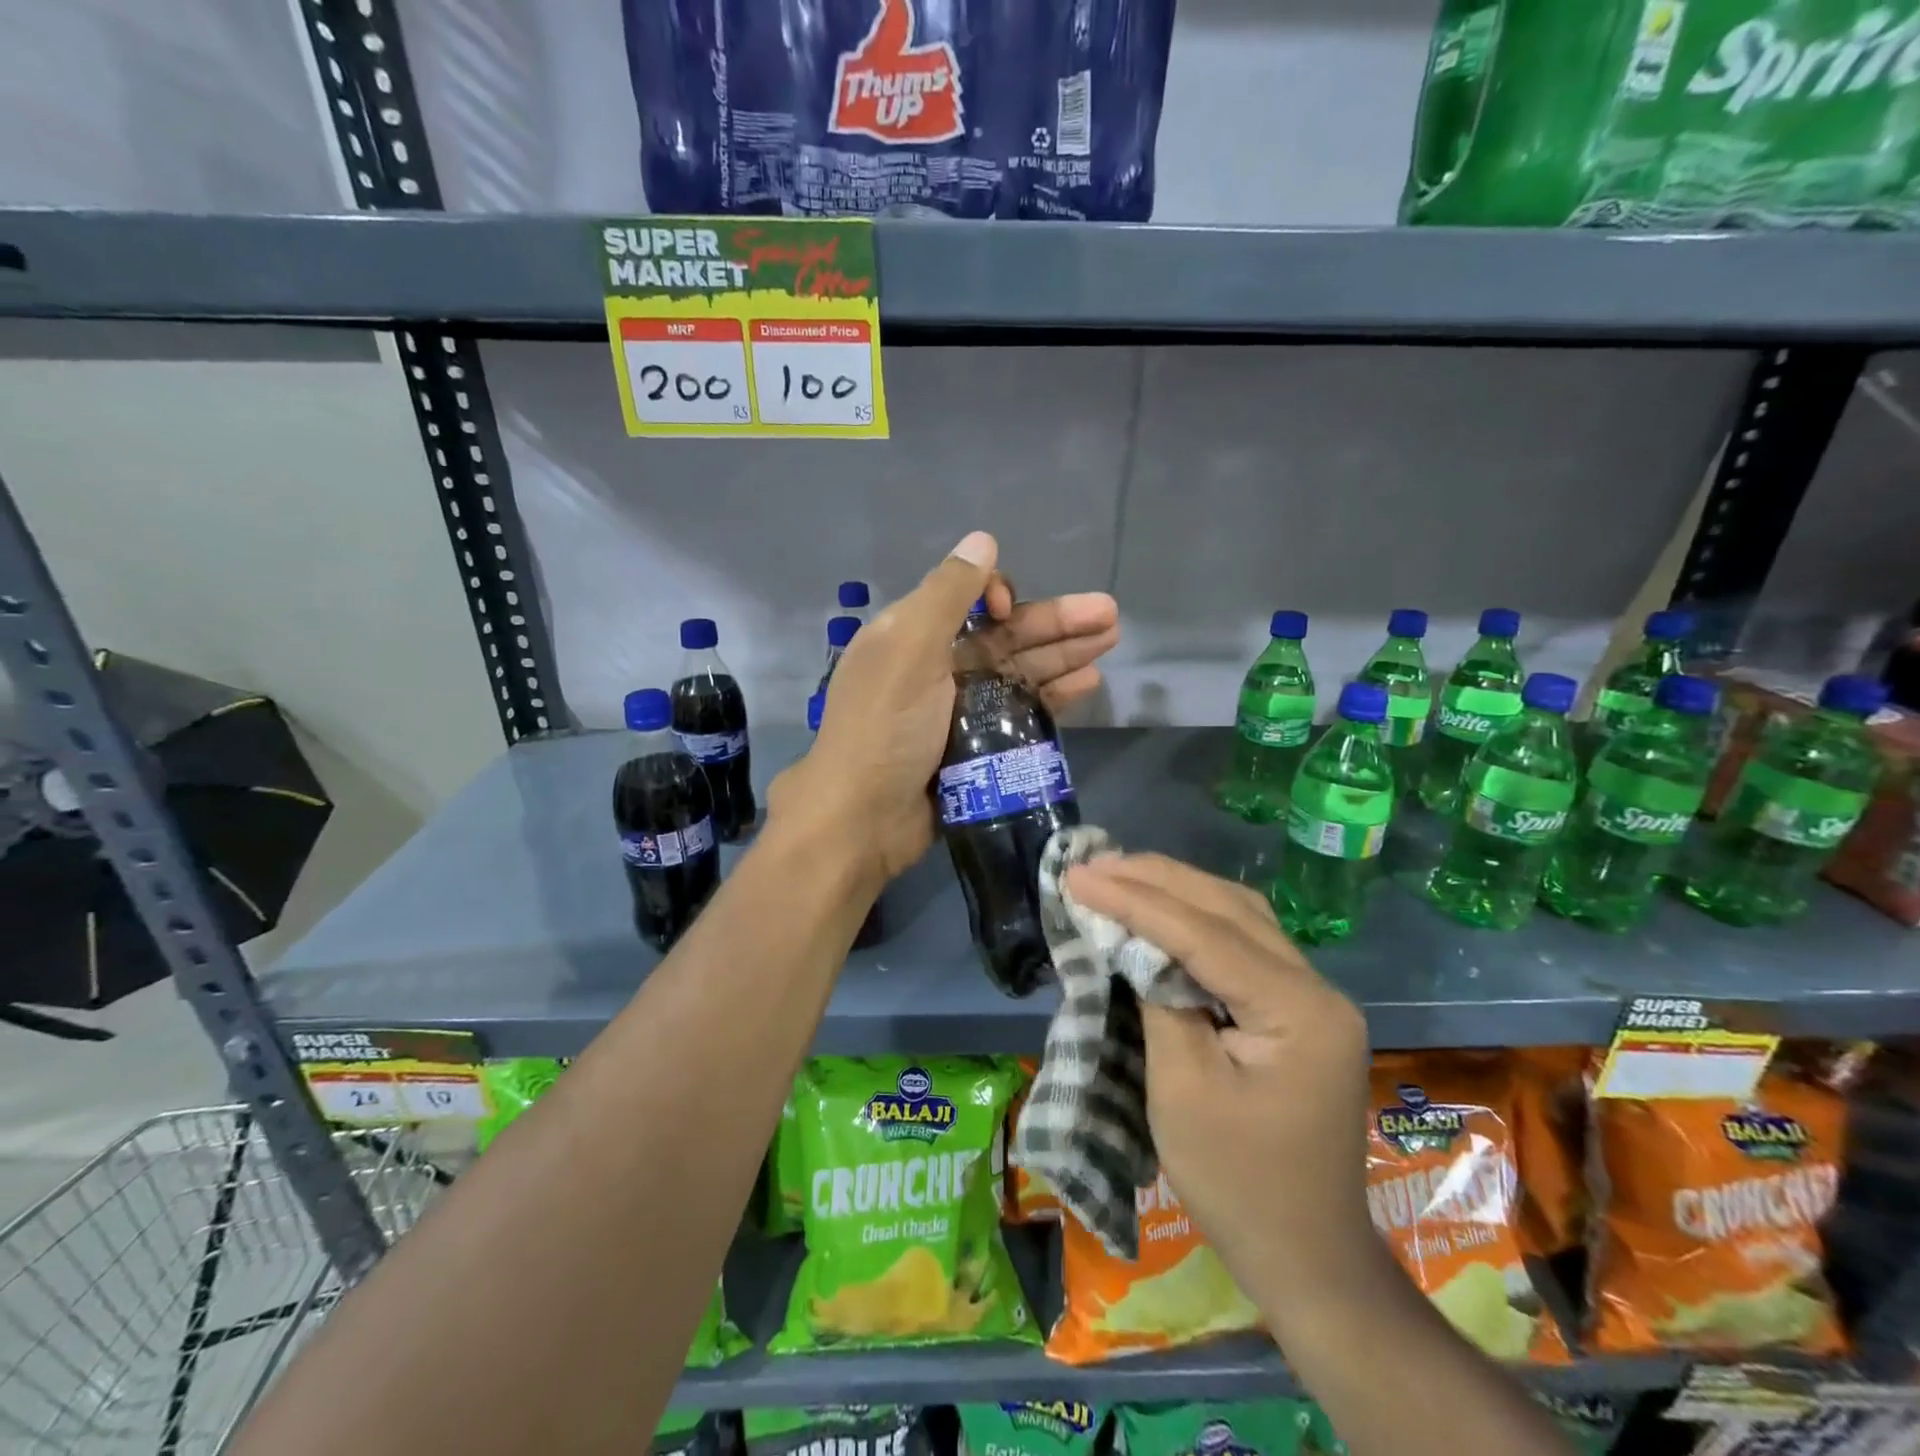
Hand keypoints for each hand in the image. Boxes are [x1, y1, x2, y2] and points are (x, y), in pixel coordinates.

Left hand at [770, 531, 1118, 880]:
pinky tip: (1086, 684)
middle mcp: (937, 668)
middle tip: (1110, 616)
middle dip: (1056, 623)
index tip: (1011, 610)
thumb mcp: (909, 650)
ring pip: (1019, 673)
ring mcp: (959, 711)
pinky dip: (1051, 697)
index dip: (999, 597)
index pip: (967, 601)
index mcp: (913, 637)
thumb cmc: (884, 728)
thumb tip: (982, 538)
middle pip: (1004, 637)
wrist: (864, 820)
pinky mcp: (978, 748)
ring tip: (1110, 642)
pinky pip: (1021, 713)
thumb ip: (947, 594)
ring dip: (1063, 656)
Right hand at [1064, 853, 1374, 1307]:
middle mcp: (1317, 988)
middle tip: (1093, 864)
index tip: (1079, 876)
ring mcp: (1312, 996)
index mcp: (1299, 1010)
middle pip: (1228, 908)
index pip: (1205, 933)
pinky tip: (1159, 908)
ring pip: (1239, 916)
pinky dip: (1194, 918)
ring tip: (1118, 873)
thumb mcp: (1182, 1091)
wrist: (1306, 1257)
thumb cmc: (1238, 1184)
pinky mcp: (1295, 1009)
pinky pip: (1242, 942)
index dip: (1135, 900)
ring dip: (1176, 889)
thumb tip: (1130, 941)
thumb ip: (1159, 1000)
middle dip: (1155, 880)